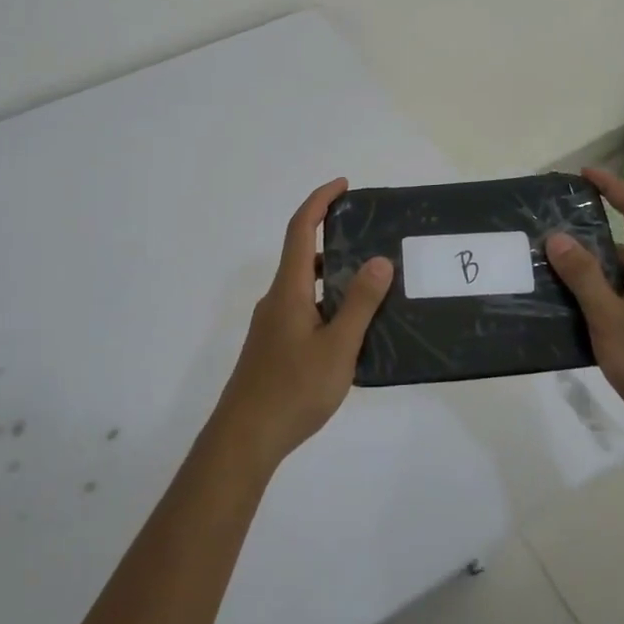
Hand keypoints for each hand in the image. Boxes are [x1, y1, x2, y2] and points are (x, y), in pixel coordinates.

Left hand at [213, 178, 392, 467]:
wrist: (244, 438)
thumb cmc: (293, 389)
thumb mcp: (338, 347)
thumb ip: (360, 303)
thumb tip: (379, 259)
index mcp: (289, 290)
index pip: (300, 230)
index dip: (319, 202)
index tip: (344, 186)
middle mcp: (277, 299)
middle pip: (302, 254)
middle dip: (333, 237)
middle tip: (372, 237)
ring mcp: (272, 324)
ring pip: (305, 285)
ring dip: (334, 275)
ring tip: (372, 282)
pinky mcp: (274, 346)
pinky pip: (304, 309)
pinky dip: (327, 303)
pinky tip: (352, 328)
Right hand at [546, 166, 623, 455]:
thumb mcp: (610, 319)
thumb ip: (584, 278)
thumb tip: (559, 236)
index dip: (614, 187)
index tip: (585, 175)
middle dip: (589, 232)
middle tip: (549, 235)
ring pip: (620, 274)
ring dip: (589, 269)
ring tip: (549, 274)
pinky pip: (621, 299)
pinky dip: (596, 296)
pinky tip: (570, 315)